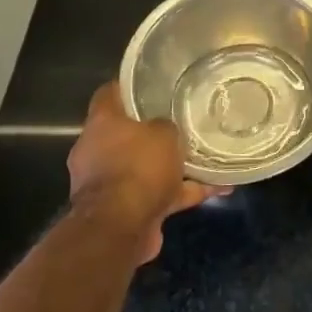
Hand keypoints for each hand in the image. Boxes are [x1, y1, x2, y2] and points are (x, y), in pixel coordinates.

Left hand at [67, 82, 220, 262]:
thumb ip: (166, 127)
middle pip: (126, 134)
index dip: (128, 87)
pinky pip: (157, 195)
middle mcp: (96, 151)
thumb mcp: (163, 133)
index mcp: (101, 124)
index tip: (150, 83)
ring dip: (172, 168)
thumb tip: (165, 130)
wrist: (120, 228)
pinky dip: (182, 193)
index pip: (109, 94)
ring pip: (144, 168)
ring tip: (206, 161)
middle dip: (153, 132)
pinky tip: (215, 190)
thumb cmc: (138, 167)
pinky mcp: (122, 211)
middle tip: (181, 123)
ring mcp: (107, 183)